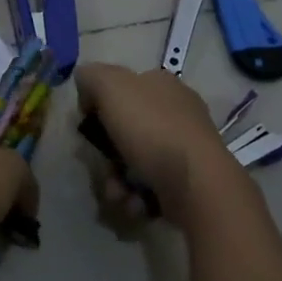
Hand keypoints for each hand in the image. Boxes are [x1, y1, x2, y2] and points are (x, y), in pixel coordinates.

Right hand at [74, 63, 238, 221]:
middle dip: (106, 155)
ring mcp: (183, 148)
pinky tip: (136, 203)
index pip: (121, 89)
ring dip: (117, 182)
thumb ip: (91, 77)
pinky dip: (136, 197)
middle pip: (124, 131)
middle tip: (103, 168)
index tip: (88, 127)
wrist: (195, 183)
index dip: (99, 107)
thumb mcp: (111, 87)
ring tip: (119, 194)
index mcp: (161, 85)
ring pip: (133, 163)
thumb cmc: (151, 129)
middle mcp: (175, 112)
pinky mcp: (186, 181)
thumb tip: (86, 87)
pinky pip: (149, 187)